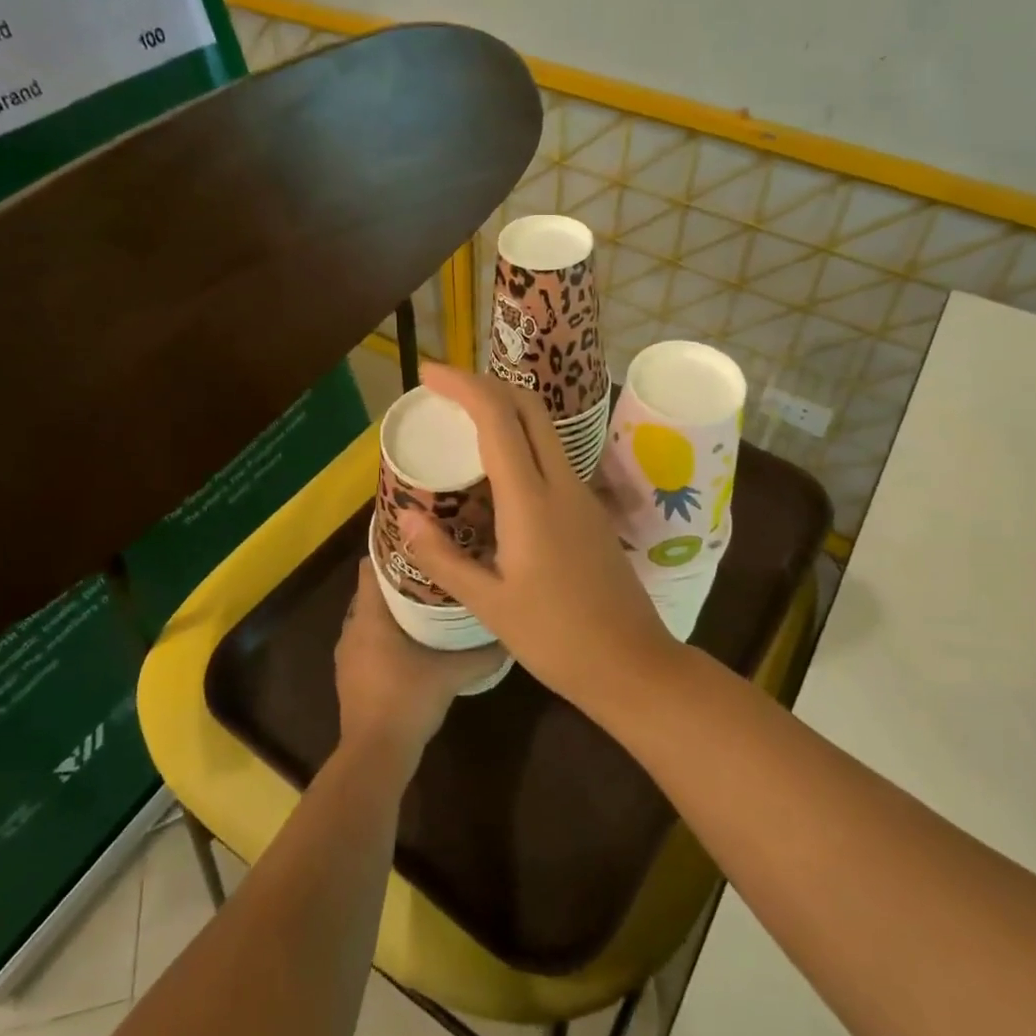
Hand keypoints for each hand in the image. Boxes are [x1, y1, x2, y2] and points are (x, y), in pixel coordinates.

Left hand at [334, 558, 501, 762]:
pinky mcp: (351, 675)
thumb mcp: (453, 673)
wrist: (375, 754)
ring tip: (428, 601)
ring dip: (393, 608)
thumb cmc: (408, 700)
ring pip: (370, 616)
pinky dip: (387, 633)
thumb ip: (483, 653)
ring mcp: (348, 654)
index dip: (392, 550)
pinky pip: (368, 640)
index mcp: (370, 616)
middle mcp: (352, 628)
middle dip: (400, 578)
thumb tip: (510, 634)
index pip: (370, 565)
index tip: (420, 542)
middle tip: (435, 569)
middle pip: (372, 590)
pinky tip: (415, 640)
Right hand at [396, 364, 677, 709]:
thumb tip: (404, 515)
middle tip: (443, 391)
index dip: (462, 385)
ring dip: (505, 410)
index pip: (498, 417)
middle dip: (485, 384)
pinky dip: (520, 440)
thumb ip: (443, 557)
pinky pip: (551, 456)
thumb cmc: (556, 638)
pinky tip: (496, 469)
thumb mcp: (489, 603)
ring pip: (544, 429)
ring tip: (463, 422)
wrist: (631, 662)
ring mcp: (581, 494)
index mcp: (531, 500)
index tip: (428, 373)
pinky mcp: (589, 510)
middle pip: (528, 407)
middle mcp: (561, 483)